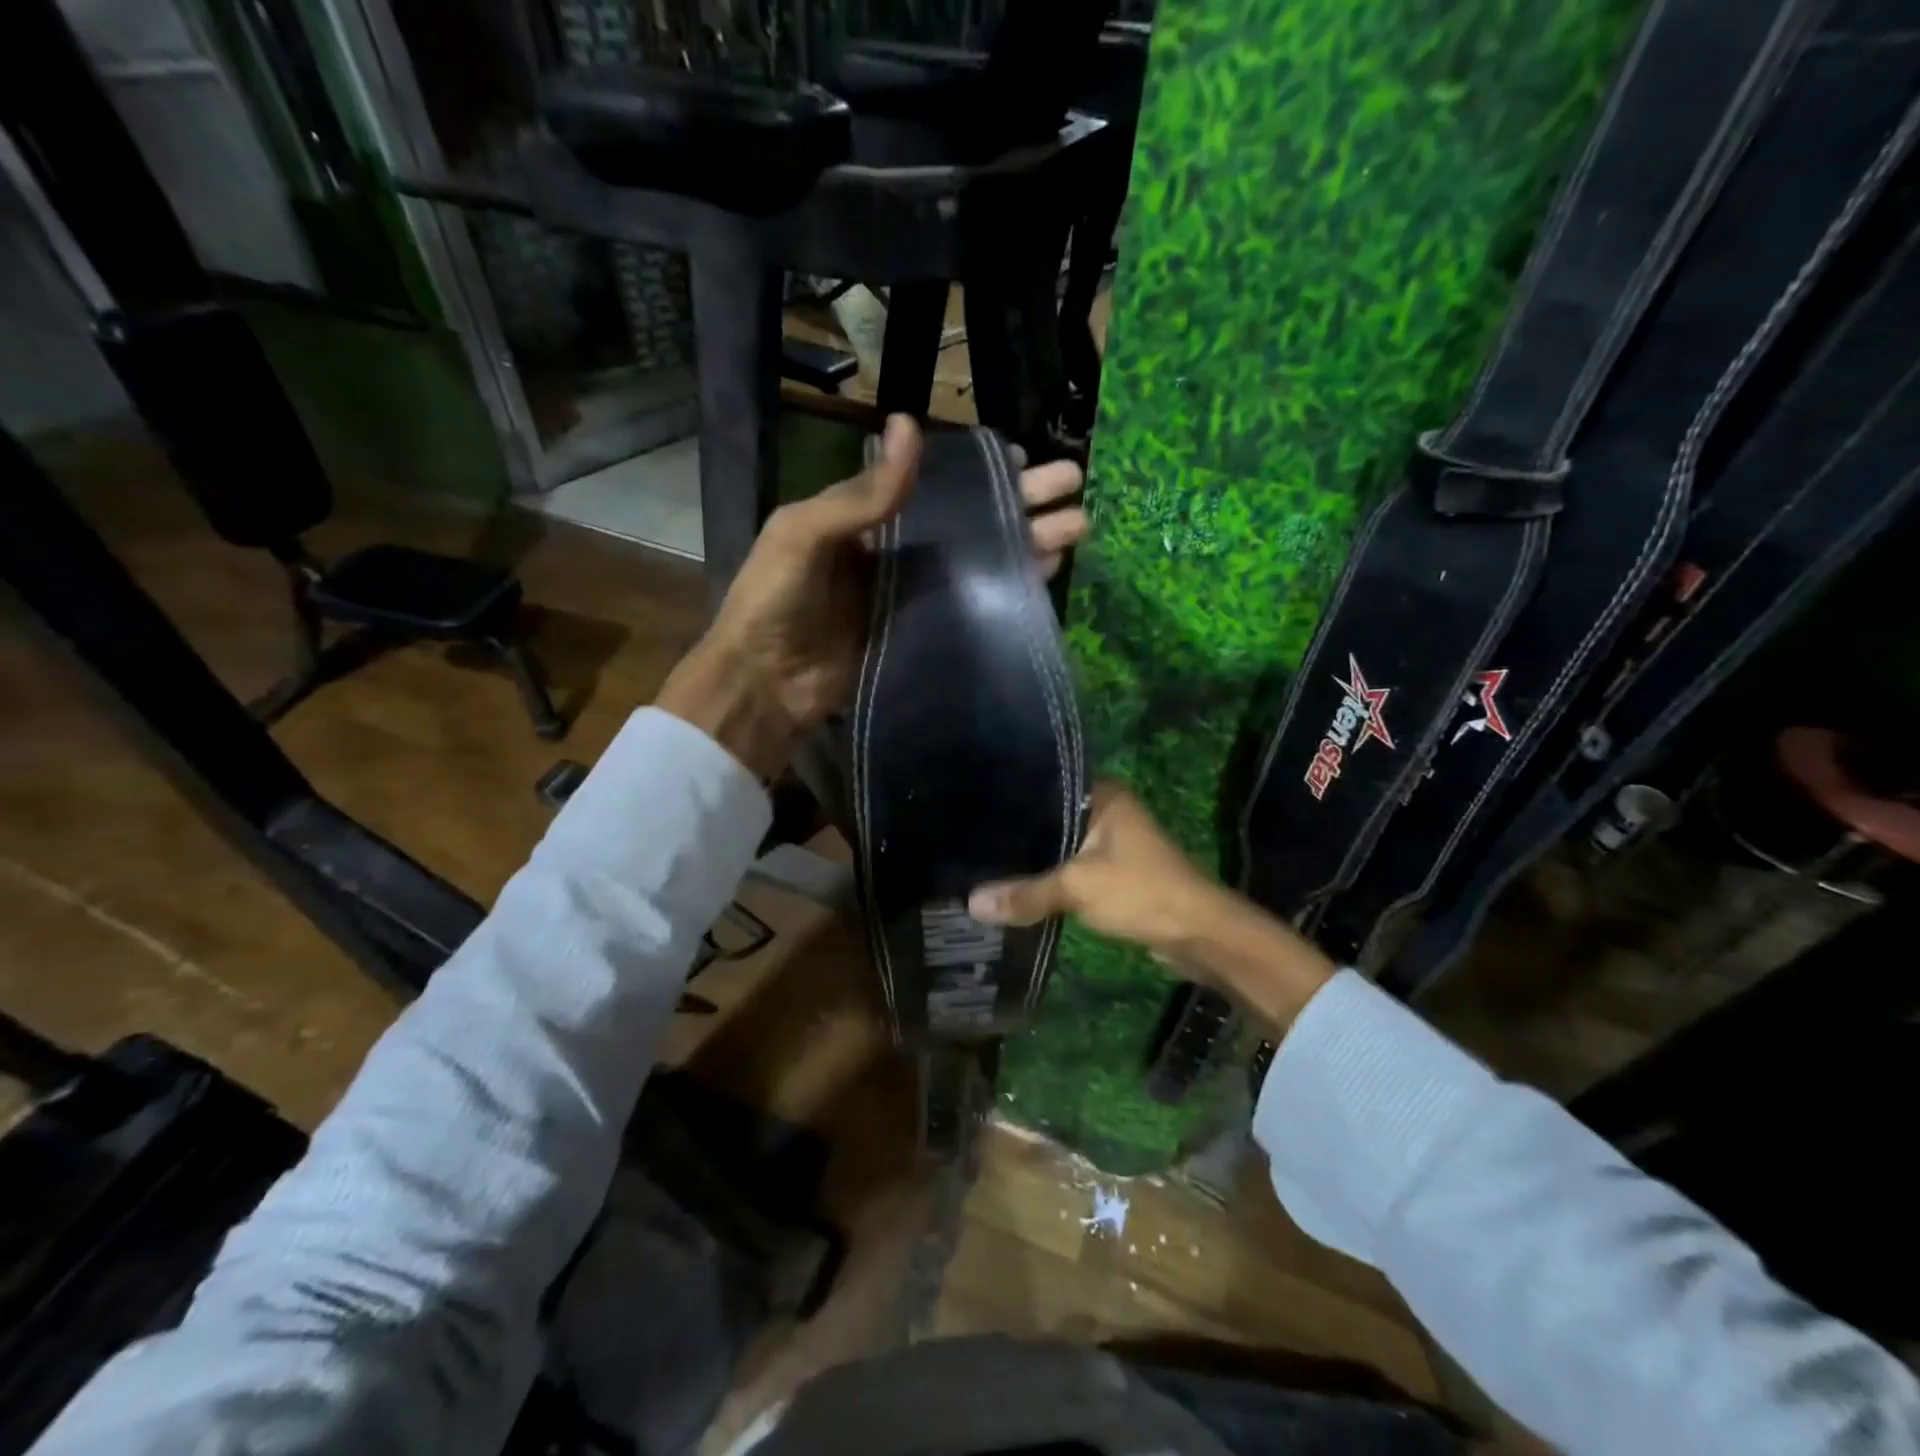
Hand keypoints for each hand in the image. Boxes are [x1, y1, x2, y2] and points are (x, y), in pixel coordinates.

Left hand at [658, 415, 1086, 777]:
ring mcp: (913, 594)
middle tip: (1074, 485)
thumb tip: (910, 424)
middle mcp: (896, 550)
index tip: (1021, 458)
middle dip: (1021, 501)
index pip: (933, 482)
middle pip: (969, 518)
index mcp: (865, 517)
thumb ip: (862, 493)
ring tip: (1078, 528)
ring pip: (980, 559)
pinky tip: (1045, 575)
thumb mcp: (805, 534)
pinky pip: (972, 605)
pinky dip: (1008, 590)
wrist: (765, 684)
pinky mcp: (923, 633)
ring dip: (1027, 542)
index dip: (978, 470)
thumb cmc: (774, 600)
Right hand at [966, 783, 1224, 956]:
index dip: (1012, 796)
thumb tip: (971, 903)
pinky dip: (1050, 878)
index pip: (1047, 784)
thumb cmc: (1141, 892)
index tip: (972, 804)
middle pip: (1051, 817)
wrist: (1199, 934)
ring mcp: (1113, 843)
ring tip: (984, 860)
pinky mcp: (1114, 873)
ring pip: (1061, 846)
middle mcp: (1108, 811)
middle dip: (1018, 832)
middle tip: (969, 836)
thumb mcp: (1077, 888)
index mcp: (1103, 796)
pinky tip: (1018, 885)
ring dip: (1034, 858)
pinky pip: (1071, 869)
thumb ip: (1025, 893)